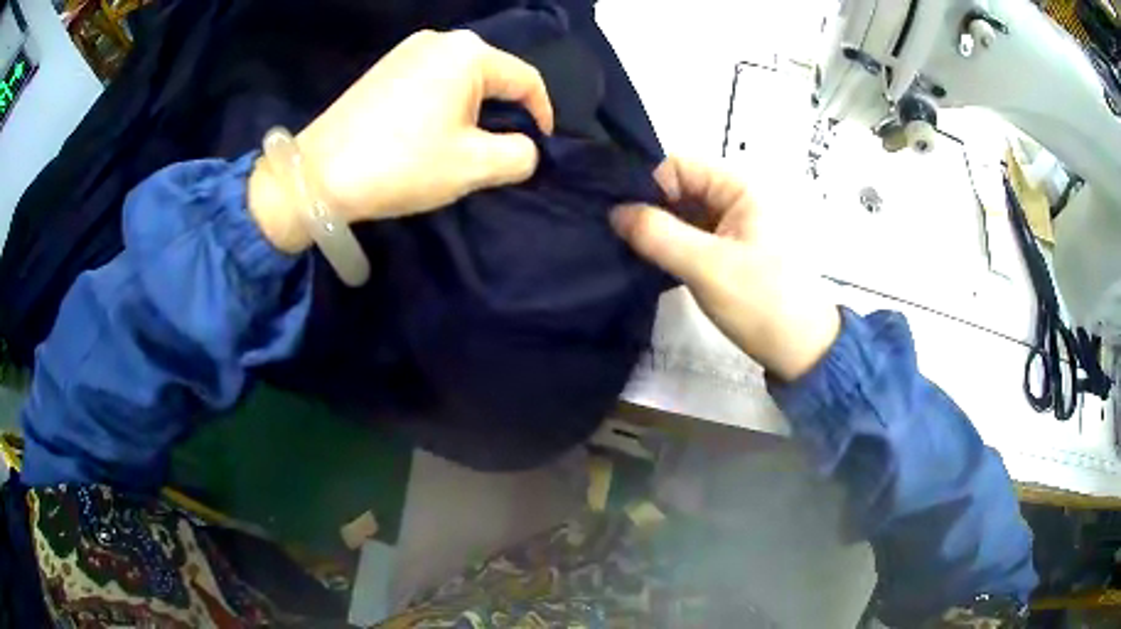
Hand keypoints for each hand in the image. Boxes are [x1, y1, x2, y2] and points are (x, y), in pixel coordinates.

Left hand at [250, 29, 553, 251]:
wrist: (317, 175)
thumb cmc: (401, 164)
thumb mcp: (473, 166)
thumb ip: (519, 155)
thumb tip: (525, 147)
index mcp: (468, 54)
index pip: (526, 80)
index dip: (542, 114)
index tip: (541, 146)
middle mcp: (439, 40)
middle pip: (492, 75)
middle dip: (504, 113)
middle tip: (500, 150)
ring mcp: (406, 51)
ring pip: (461, 79)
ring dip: (473, 111)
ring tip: (465, 145)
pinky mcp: (384, 69)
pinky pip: (432, 81)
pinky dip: (444, 105)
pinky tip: (431, 133)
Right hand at [611, 157, 840, 380]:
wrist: (803, 352)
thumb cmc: (762, 303)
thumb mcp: (707, 266)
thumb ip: (658, 234)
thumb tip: (615, 211)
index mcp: (739, 188)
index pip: (679, 166)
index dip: (650, 186)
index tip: (624, 219)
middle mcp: (736, 199)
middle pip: (680, 189)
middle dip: (649, 210)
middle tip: (618, 237)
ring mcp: (733, 227)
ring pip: (683, 215)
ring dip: (658, 232)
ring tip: (629, 252)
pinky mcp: (729, 253)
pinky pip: (692, 238)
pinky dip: (671, 248)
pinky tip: (650, 264)